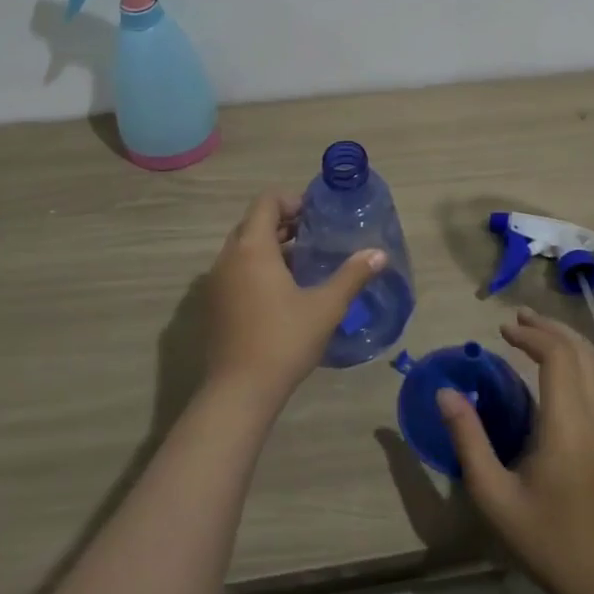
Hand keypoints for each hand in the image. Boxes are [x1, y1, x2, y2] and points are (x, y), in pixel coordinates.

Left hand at [201, 191, 383, 411]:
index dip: (291, 201)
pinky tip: (282, 291)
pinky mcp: (213, 305)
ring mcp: (216, 283)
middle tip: (314, 235)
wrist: (238, 393)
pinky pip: (235, 270)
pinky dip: (256, 268)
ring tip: (303, 262)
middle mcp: (228, 258)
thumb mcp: (325, 307)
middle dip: (282, 223)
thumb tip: (379, 254)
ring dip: (269, 246)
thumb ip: (352, 276)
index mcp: (252, 248)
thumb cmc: (283, 340)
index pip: (266, 202)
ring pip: (243, 248)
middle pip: (253, 223)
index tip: (316, 215)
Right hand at [439, 308, 593, 593]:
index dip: (531, 335)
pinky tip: (558, 367)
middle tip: (516, 319)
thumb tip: (445, 393)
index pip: (557, 356)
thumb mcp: (494, 495)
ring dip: (566, 340)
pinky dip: (579, 359)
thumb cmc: (546, 539)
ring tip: (535, 332)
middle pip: (580, 351)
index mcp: (567, 424)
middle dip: (548, 328)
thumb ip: (468, 440)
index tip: (503, 330)